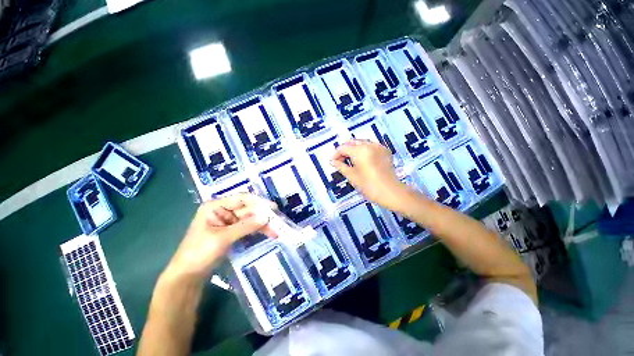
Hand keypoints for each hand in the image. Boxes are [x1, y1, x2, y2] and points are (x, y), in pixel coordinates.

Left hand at [163, 194, 276, 283]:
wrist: (187, 276)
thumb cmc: (199, 253)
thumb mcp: (222, 238)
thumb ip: (245, 226)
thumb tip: (266, 217)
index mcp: (216, 206)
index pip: (241, 199)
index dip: (258, 202)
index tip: (273, 207)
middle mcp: (223, 211)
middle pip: (248, 209)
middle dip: (263, 215)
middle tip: (278, 221)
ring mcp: (228, 222)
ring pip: (250, 219)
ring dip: (263, 224)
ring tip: (276, 230)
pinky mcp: (232, 232)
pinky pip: (248, 228)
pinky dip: (258, 230)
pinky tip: (268, 233)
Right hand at [331, 140, 410, 210]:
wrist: (390, 192)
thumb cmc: (369, 186)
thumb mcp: (352, 176)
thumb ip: (341, 166)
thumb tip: (332, 161)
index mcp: (360, 150)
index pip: (343, 148)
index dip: (336, 154)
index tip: (332, 161)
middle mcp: (369, 145)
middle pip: (352, 142)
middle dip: (345, 150)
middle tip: (340, 160)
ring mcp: (378, 147)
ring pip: (362, 142)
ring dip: (354, 149)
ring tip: (350, 160)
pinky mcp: (385, 151)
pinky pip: (371, 146)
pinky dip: (364, 149)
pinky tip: (362, 159)